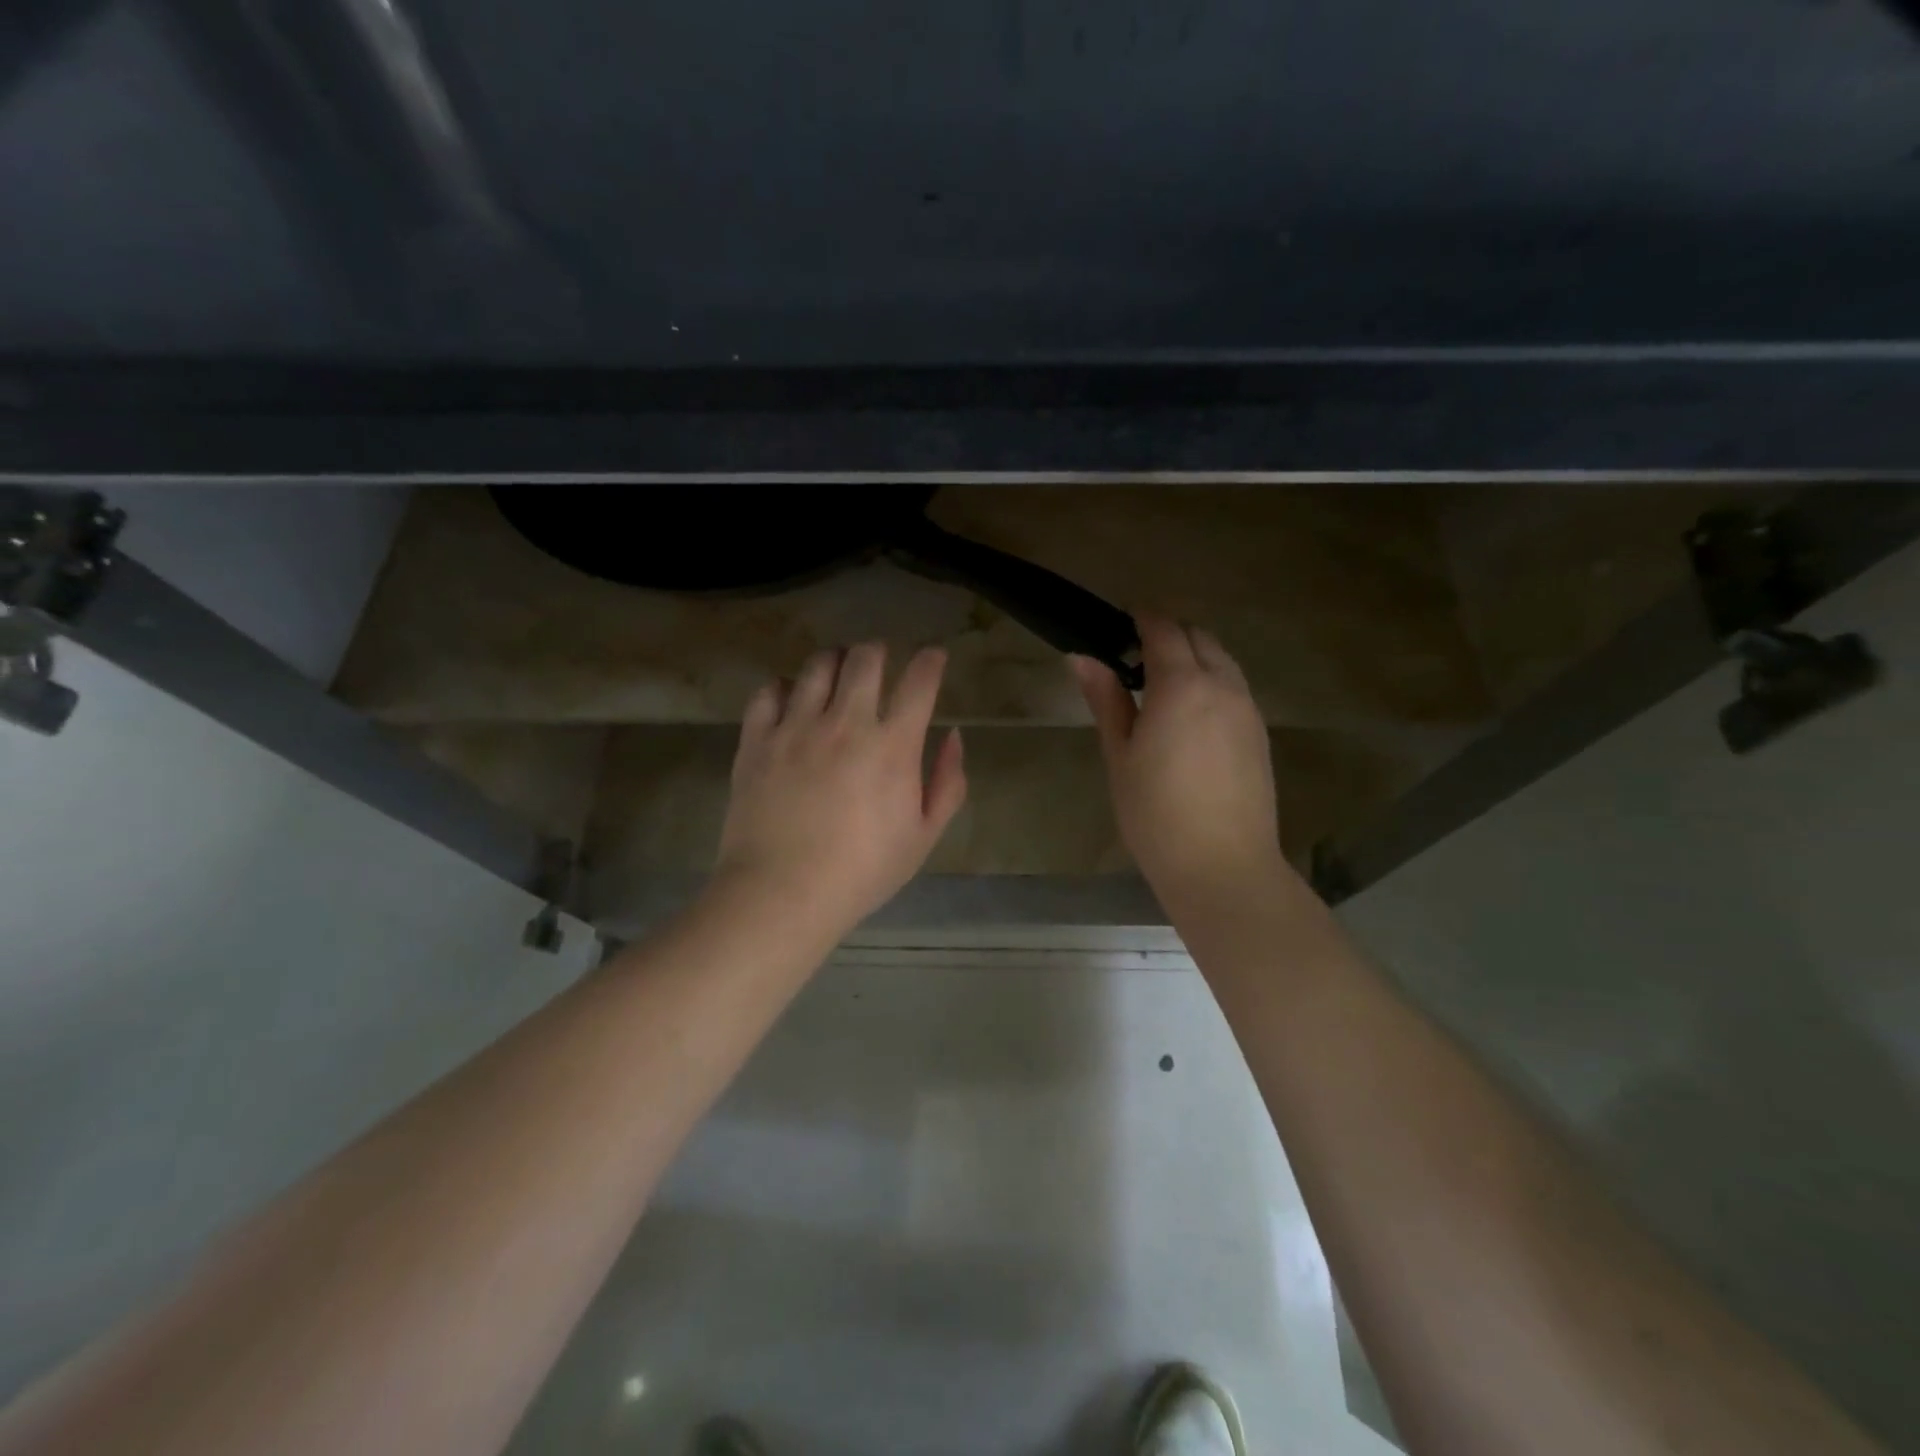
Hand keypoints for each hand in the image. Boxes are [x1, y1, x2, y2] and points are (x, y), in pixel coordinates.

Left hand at [716, 643, 966, 935]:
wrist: (782, 893)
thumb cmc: (862, 871)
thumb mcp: (924, 836)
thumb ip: (947, 783)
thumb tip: (953, 736)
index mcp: (892, 746)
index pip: (919, 681)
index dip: (931, 661)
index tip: (933, 657)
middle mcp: (845, 723)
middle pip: (865, 658)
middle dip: (879, 651)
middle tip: (880, 662)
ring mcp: (796, 727)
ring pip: (817, 665)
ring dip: (834, 661)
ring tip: (837, 673)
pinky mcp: (756, 739)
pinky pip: (769, 691)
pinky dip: (785, 687)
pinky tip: (791, 700)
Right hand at [1072, 615, 1284, 913]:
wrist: (1222, 866)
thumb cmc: (1155, 813)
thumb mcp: (1120, 755)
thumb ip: (1106, 700)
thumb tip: (1082, 657)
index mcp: (1182, 685)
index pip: (1164, 629)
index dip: (1142, 617)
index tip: (1121, 622)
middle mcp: (1223, 685)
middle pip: (1200, 637)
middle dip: (1170, 634)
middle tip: (1136, 658)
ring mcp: (1248, 709)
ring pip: (1223, 661)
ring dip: (1194, 657)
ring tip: (1163, 687)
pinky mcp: (1260, 733)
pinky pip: (1235, 688)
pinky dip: (1212, 682)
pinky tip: (1191, 717)